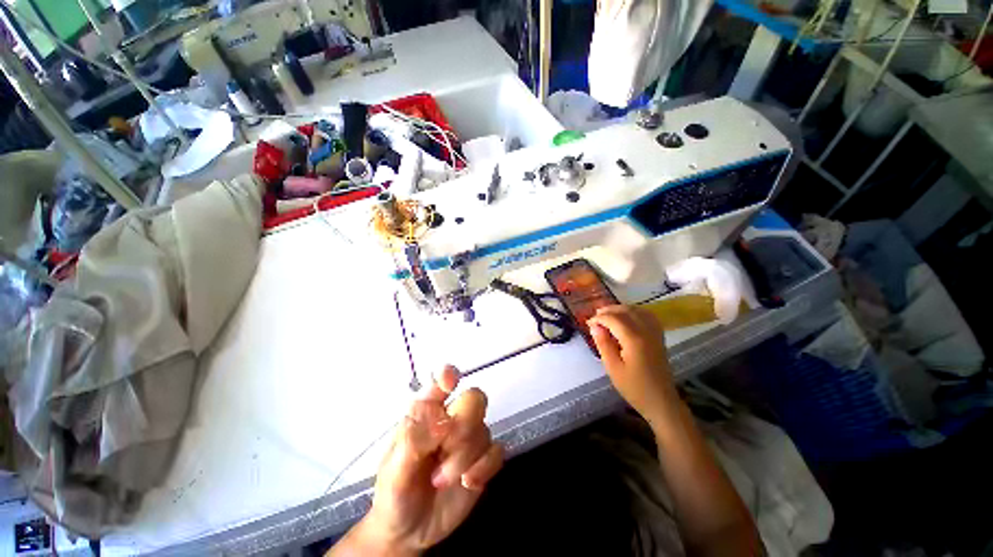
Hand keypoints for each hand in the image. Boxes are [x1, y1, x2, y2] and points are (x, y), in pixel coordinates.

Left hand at [336, 366, 503, 555]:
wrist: (409, 531)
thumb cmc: (395, 493)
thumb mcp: (394, 470)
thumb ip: (414, 441)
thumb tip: (443, 422)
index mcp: (426, 412)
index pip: (440, 382)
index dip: (448, 375)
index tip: (448, 383)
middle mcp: (451, 418)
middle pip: (474, 398)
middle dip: (462, 427)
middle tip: (443, 449)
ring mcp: (470, 438)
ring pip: (484, 429)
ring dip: (464, 458)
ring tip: (442, 480)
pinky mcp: (483, 459)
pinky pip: (497, 451)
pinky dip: (484, 468)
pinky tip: (468, 482)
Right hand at [587, 305, 679, 427]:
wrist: (661, 401)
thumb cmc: (634, 387)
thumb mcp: (613, 368)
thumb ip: (603, 344)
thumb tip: (594, 327)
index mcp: (634, 339)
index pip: (614, 319)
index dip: (599, 318)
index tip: (588, 323)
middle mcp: (646, 331)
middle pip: (626, 311)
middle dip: (609, 310)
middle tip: (595, 316)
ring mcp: (655, 333)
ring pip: (638, 310)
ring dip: (621, 309)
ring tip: (608, 314)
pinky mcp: (659, 337)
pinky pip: (648, 316)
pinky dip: (635, 312)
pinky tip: (628, 317)